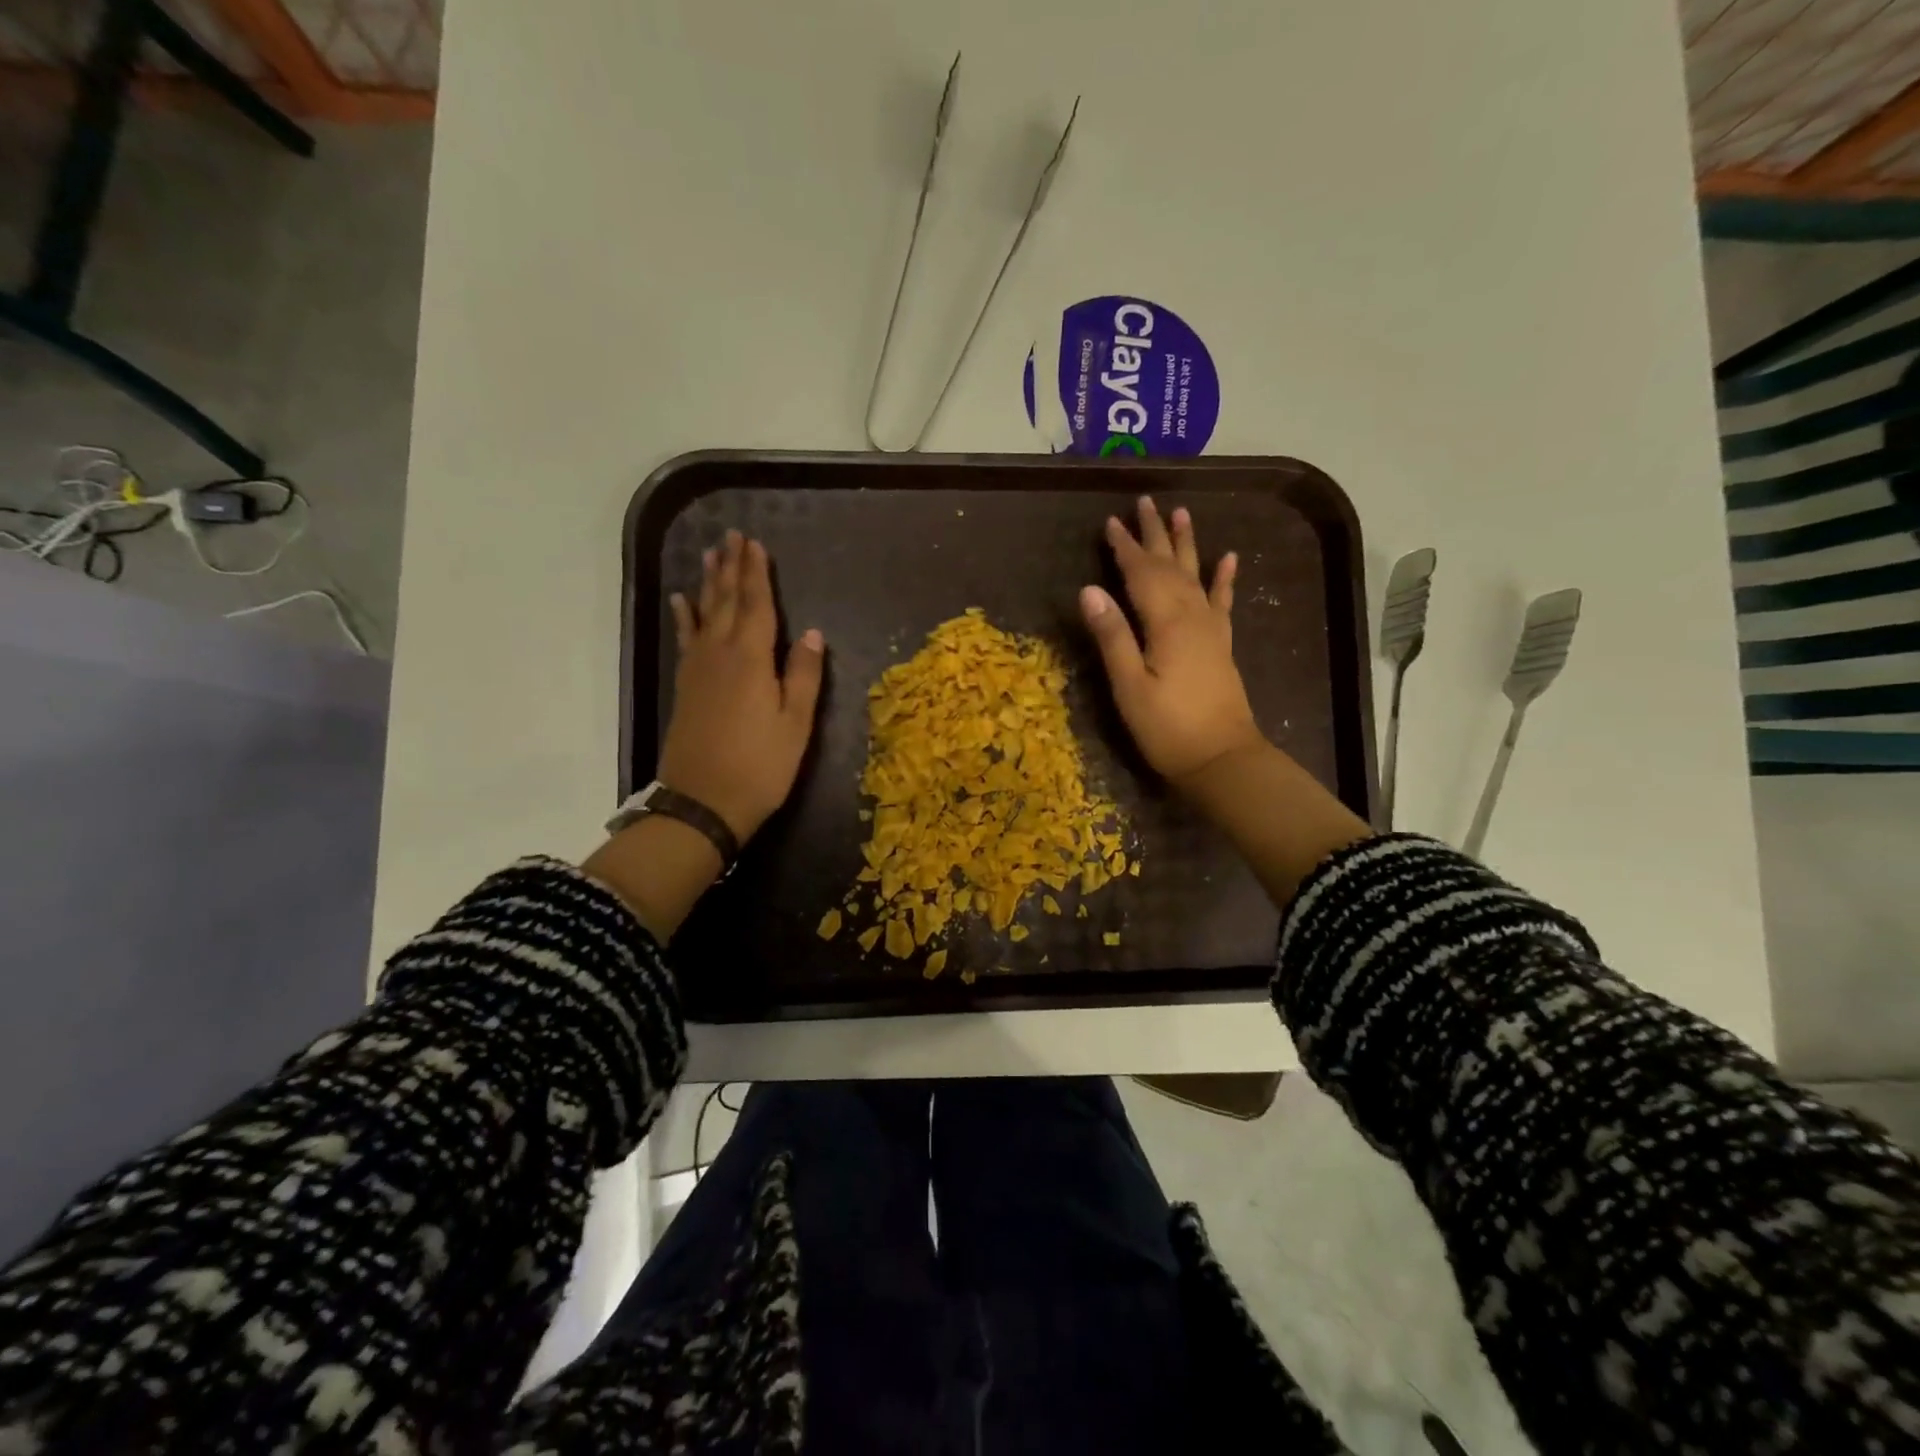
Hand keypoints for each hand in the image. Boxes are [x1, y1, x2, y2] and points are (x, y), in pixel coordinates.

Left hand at [658, 530, 824, 841]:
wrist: (702, 804)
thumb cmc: (760, 766)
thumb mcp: (795, 724)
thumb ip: (804, 676)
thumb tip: (813, 634)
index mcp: (752, 660)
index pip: (757, 605)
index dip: (758, 574)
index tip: (755, 544)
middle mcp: (721, 654)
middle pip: (728, 602)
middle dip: (732, 568)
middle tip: (732, 535)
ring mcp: (698, 670)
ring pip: (704, 615)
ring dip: (709, 583)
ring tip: (709, 555)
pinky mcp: (686, 687)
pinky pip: (686, 639)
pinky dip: (685, 617)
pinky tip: (683, 602)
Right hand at [1081, 498, 1263, 785]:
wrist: (1222, 759)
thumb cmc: (1168, 728)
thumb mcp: (1129, 686)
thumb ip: (1112, 636)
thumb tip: (1089, 590)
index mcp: (1165, 623)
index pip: (1140, 574)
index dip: (1124, 547)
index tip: (1111, 521)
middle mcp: (1191, 616)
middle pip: (1170, 565)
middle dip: (1154, 535)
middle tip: (1145, 502)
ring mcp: (1210, 629)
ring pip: (1196, 575)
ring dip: (1187, 544)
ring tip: (1183, 514)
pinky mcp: (1220, 645)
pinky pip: (1222, 602)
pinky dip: (1224, 578)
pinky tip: (1228, 559)